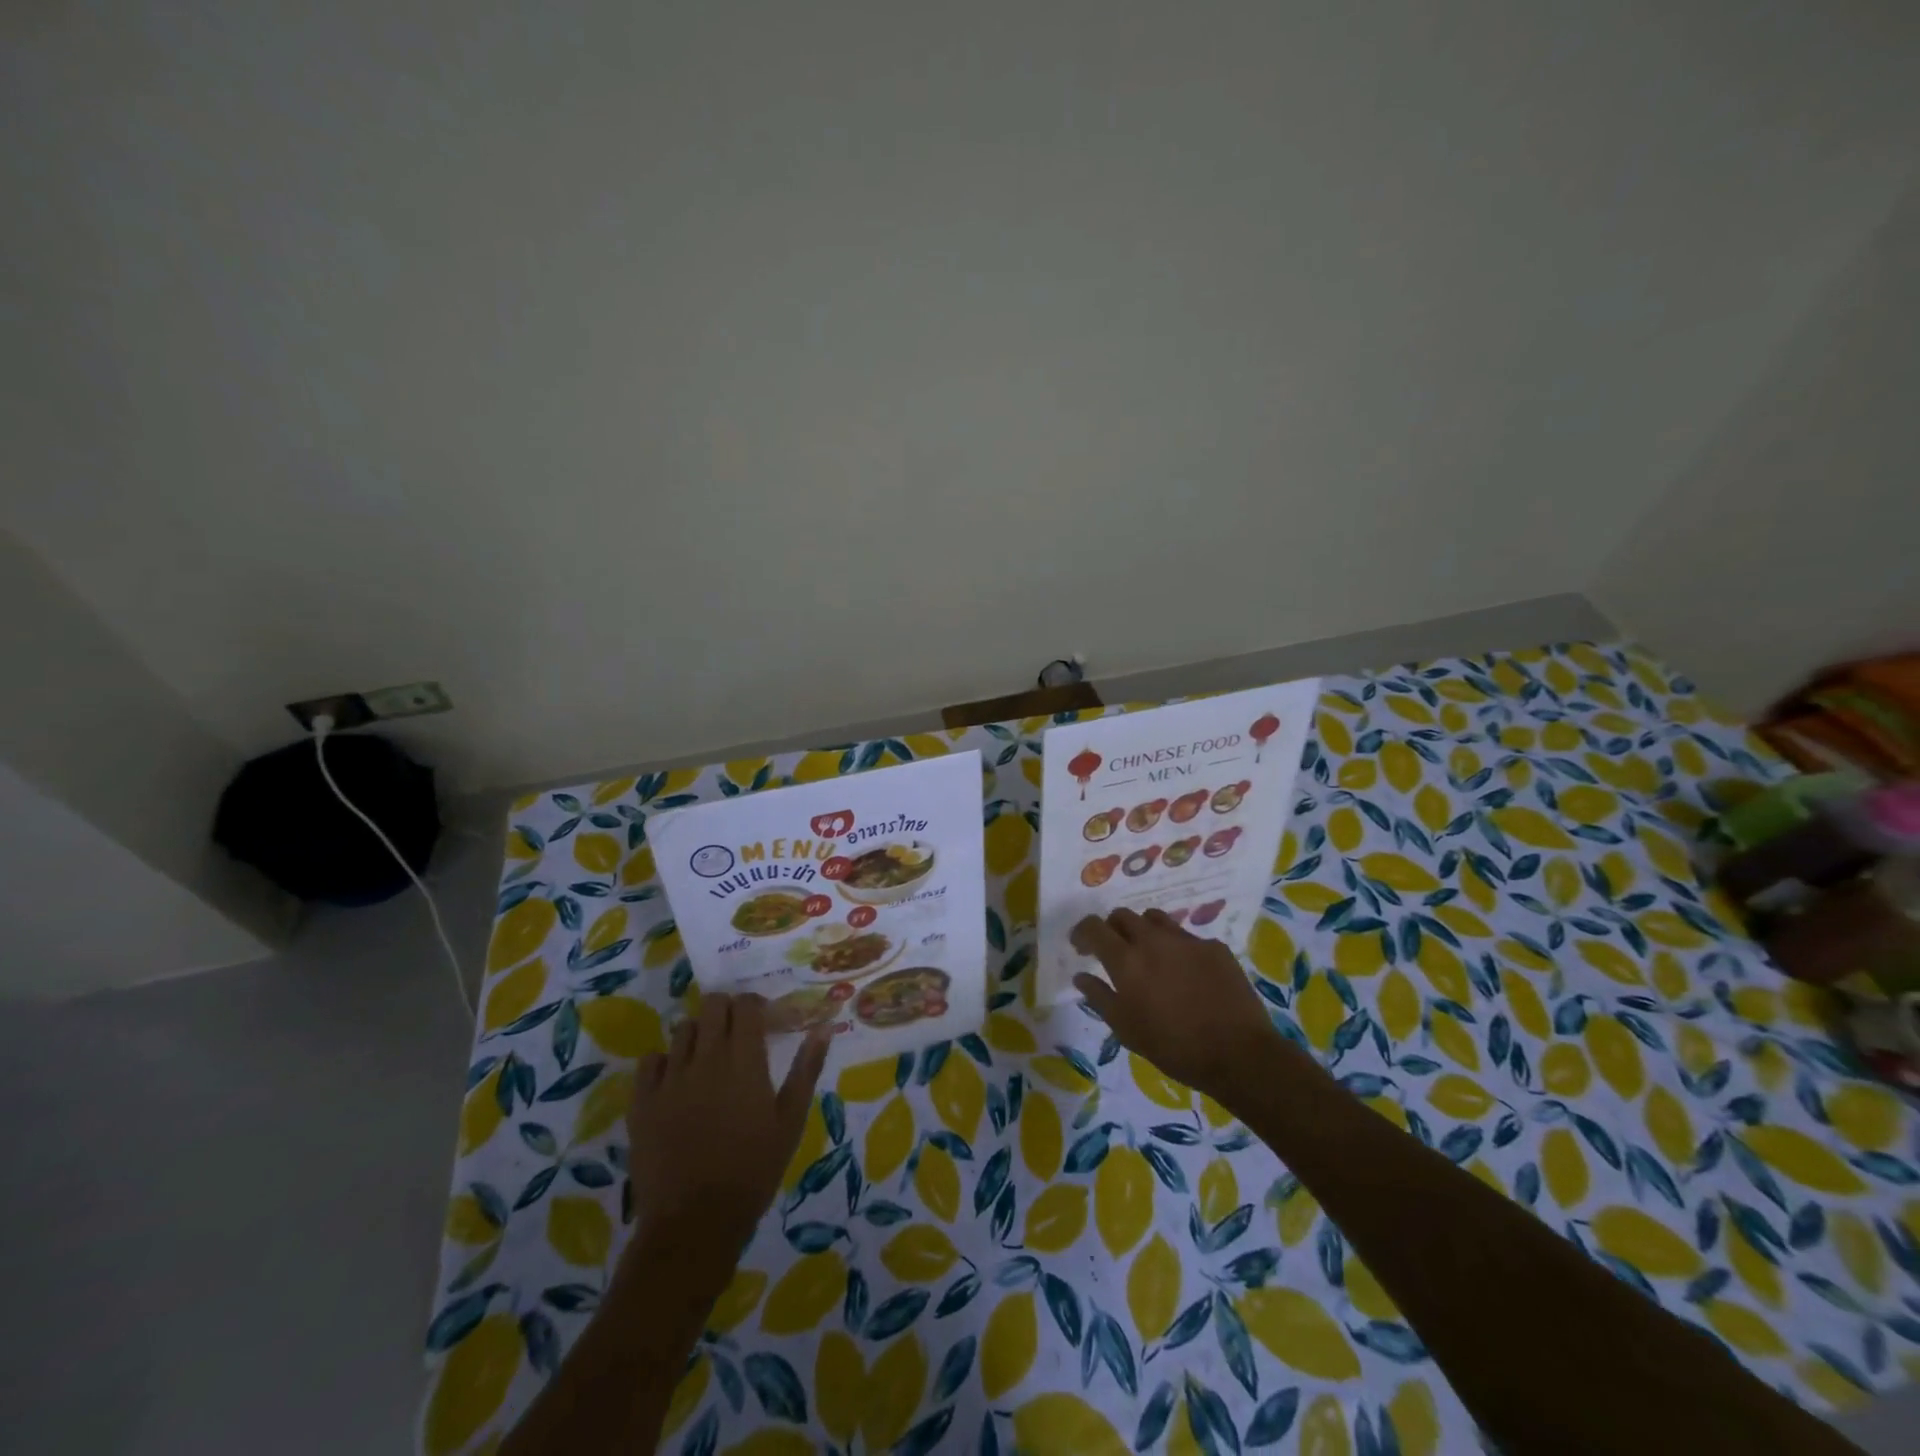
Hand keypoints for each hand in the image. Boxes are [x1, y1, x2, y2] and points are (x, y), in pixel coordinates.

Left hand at [628, 993, 830, 1259]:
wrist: (694, 1223)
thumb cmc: (753, 1170)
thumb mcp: (790, 1120)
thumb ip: (806, 1068)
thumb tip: (823, 1027)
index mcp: (744, 1061)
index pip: (746, 1006)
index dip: (756, 1006)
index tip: (765, 1022)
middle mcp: (706, 1059)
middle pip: (713, 1005)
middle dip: (728, 1011)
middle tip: (737, 1035)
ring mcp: (670, 1078)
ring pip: (683, 1029)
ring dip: (699, 1034)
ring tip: (708, 1059)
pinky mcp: (642, 1101)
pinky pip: (650, 1061)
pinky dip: (664, 1062)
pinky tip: (676, 1081)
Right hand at [1071, 908, 1293, 1103]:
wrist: (1239, 1054)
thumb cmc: (1174, 1047)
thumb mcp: (1127, 1029)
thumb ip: (1099, 997)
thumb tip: (1081, 976)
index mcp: (1127, 960)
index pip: (1094, 927)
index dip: (1082, 932)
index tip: (1080, 946)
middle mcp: (1154, 940)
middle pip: (1123, 915)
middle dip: (1112, 928)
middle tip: (1114, 950)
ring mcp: (1187, 940)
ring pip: (1155, 919)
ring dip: (1144, 930)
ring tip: (1149, 955)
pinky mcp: (1214, 947)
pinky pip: (1187, 937)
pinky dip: (1177, 948)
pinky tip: (1186, 973)